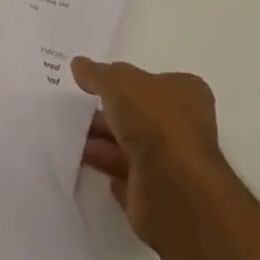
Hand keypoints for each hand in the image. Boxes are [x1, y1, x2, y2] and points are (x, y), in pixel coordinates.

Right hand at [72, 57, 229, 250]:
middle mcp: (185, 127)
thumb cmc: (153, 119)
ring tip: (72, 139)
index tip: (99, 83)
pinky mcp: (160, 195)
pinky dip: (112, 171)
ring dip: (104, 143)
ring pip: (132, 147)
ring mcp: (174, 163)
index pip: (156, 81)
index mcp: (186, 93)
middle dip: (109, 114)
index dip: (128, 80)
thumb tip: (79, 64)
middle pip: (141, 115)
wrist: (172, 186)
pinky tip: (89, 164)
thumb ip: (97, 73)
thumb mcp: (118, 81)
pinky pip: (130, 179)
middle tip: (77, 112)